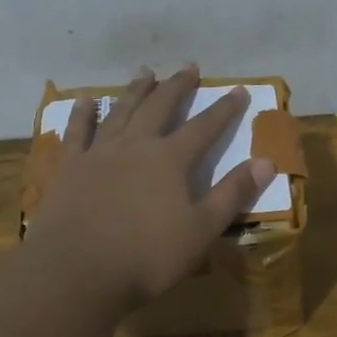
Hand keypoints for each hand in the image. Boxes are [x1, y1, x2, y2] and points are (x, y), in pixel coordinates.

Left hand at [25, 65, 275, 310]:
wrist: (77, 270)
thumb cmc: (147, 256)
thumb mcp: (201, 230)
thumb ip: (232, 194)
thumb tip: (266, 162)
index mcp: (170, 160)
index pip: (204, 127)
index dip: (224, 109)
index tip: (238, 89)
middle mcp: (135, 145)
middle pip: (160, 107)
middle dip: (177, 87)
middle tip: (189, 67)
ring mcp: (99, 153)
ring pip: (120, 111)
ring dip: (135, 91)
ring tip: (145, 71)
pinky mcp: (69, 167)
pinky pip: (77, 132)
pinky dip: (82, 113)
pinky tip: (84, 99)